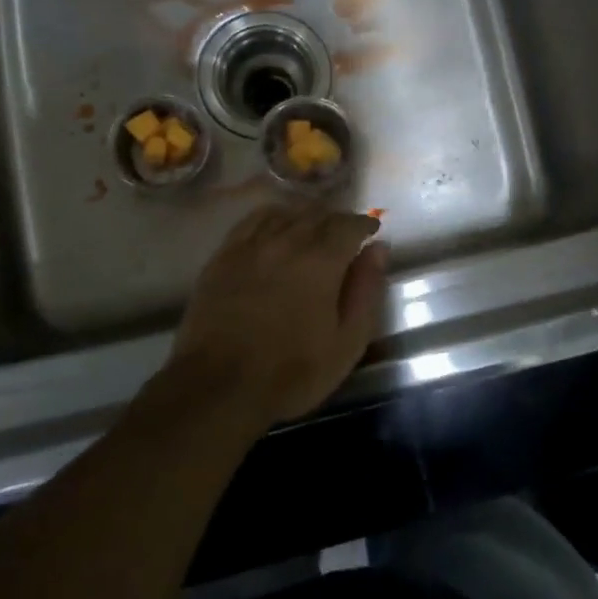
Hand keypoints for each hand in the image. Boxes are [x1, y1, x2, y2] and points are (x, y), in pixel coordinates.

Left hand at [163, 205, 387, 427]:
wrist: (219, 384)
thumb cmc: (291, 371)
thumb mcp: (346, 342)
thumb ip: (366, 291)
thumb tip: (378, 249)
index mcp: (322, 260)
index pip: (349, 224)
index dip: (364, 224)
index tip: (371, 230)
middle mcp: (287, 240)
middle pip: (318, 214)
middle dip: (337, 220)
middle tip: (345, 235)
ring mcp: (251, 245)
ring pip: (286, 213)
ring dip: (306, 216)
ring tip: (313, 229)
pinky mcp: (224, 254)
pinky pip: (252, 220)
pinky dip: (272, 217)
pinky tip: (275, 227)